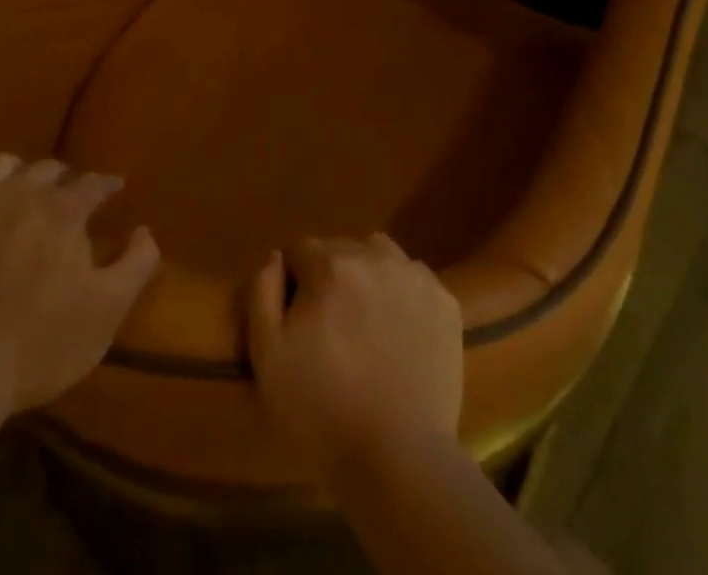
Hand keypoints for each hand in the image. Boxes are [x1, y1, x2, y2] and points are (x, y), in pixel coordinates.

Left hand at [0, 141, 159, 414]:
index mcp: (63, 210)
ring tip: (23, 187)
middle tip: (67, 200)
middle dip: (63, 180)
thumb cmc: (38, 347)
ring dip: (18, 173)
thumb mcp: (107, 311)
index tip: (114, 191)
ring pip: (2, 167)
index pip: (94, 184)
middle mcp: (20, 192)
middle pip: (48, 171)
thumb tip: (145, 230)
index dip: (107, 186)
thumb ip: (137, 264)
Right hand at [247, 234, 462, 477]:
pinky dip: (402, 295)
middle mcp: (375, 255)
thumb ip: (262, 292)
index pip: (300, 251)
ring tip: (366, 323)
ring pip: (379, 255)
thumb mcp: (267, 355)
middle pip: (341, 250)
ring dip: (367, 276)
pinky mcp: (445, 302)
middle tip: (331, 328)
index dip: (293, 284)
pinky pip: (413, 280)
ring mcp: (415, 276)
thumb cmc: (322, 409)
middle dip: (329, 277)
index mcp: (330, 264)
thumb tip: (276, 258)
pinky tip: (399, 333)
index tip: (297, 321)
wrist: (398, 458)